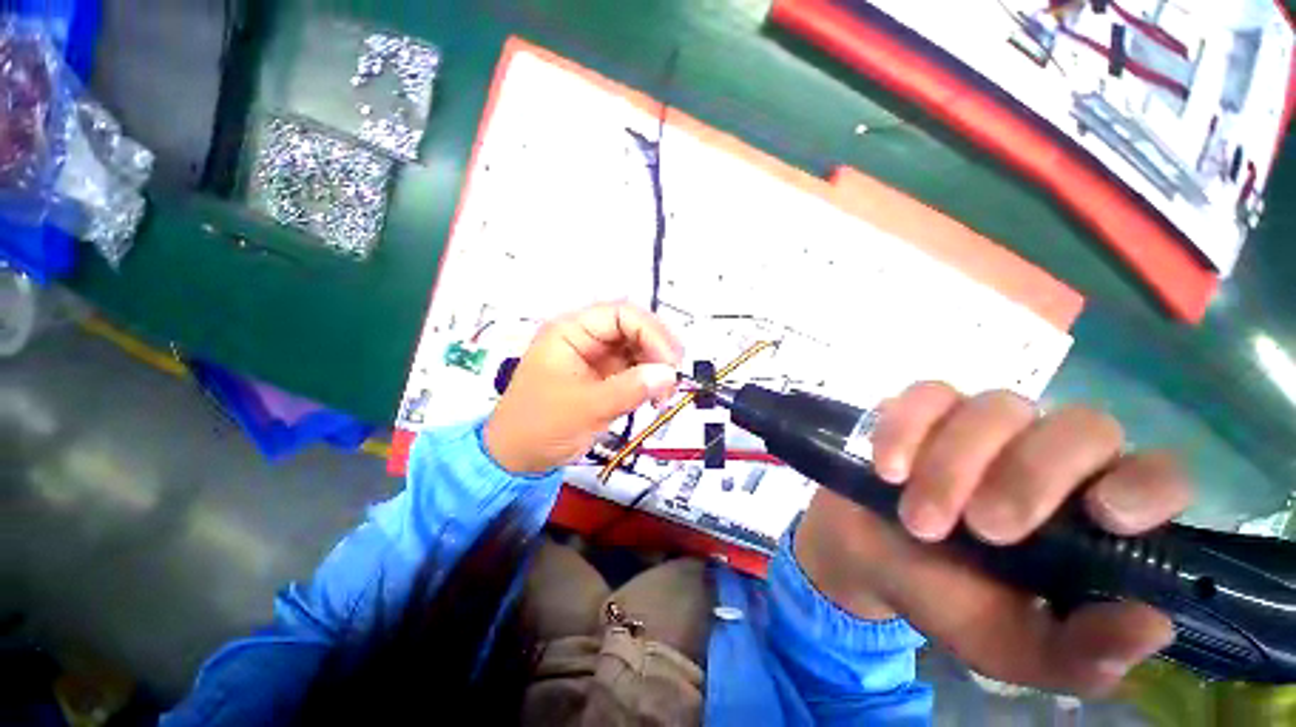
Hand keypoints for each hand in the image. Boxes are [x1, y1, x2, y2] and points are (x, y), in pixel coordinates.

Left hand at [485, 303, 682, 473]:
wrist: (517, 458)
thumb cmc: (539, 427)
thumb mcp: (585, 407)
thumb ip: (629, 389)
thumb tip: (669, 374)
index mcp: (571, 331)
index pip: (620, 314)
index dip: (650, 332)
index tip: (670, 361)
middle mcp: (585, 338)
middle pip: (633, 328)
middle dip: (657, 350)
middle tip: (673, 377)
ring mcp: (596, 357)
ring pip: (638, 349)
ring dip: (656, 367)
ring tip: (665, 394)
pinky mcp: (604, 377)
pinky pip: (635, 370)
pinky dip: (650, 381)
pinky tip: (656, 398)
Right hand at [794, 382, 1191, 695]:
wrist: (869, 558)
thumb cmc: (948, 601)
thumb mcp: (1015, 648)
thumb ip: (1081, 654)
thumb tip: (1152, 625)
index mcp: (1090, 514)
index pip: (1155, 475)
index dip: (1145, 485)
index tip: (1104, 515)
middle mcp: (1049, 455)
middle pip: (1081, 427)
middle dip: (1030, 477)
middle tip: (983, 529)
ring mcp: (983, 424)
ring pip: (997, 408)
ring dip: (952, 465)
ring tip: (917, 519)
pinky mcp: (923, 410)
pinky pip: (925, 396)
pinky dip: (905, 431)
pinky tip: (889, 471)